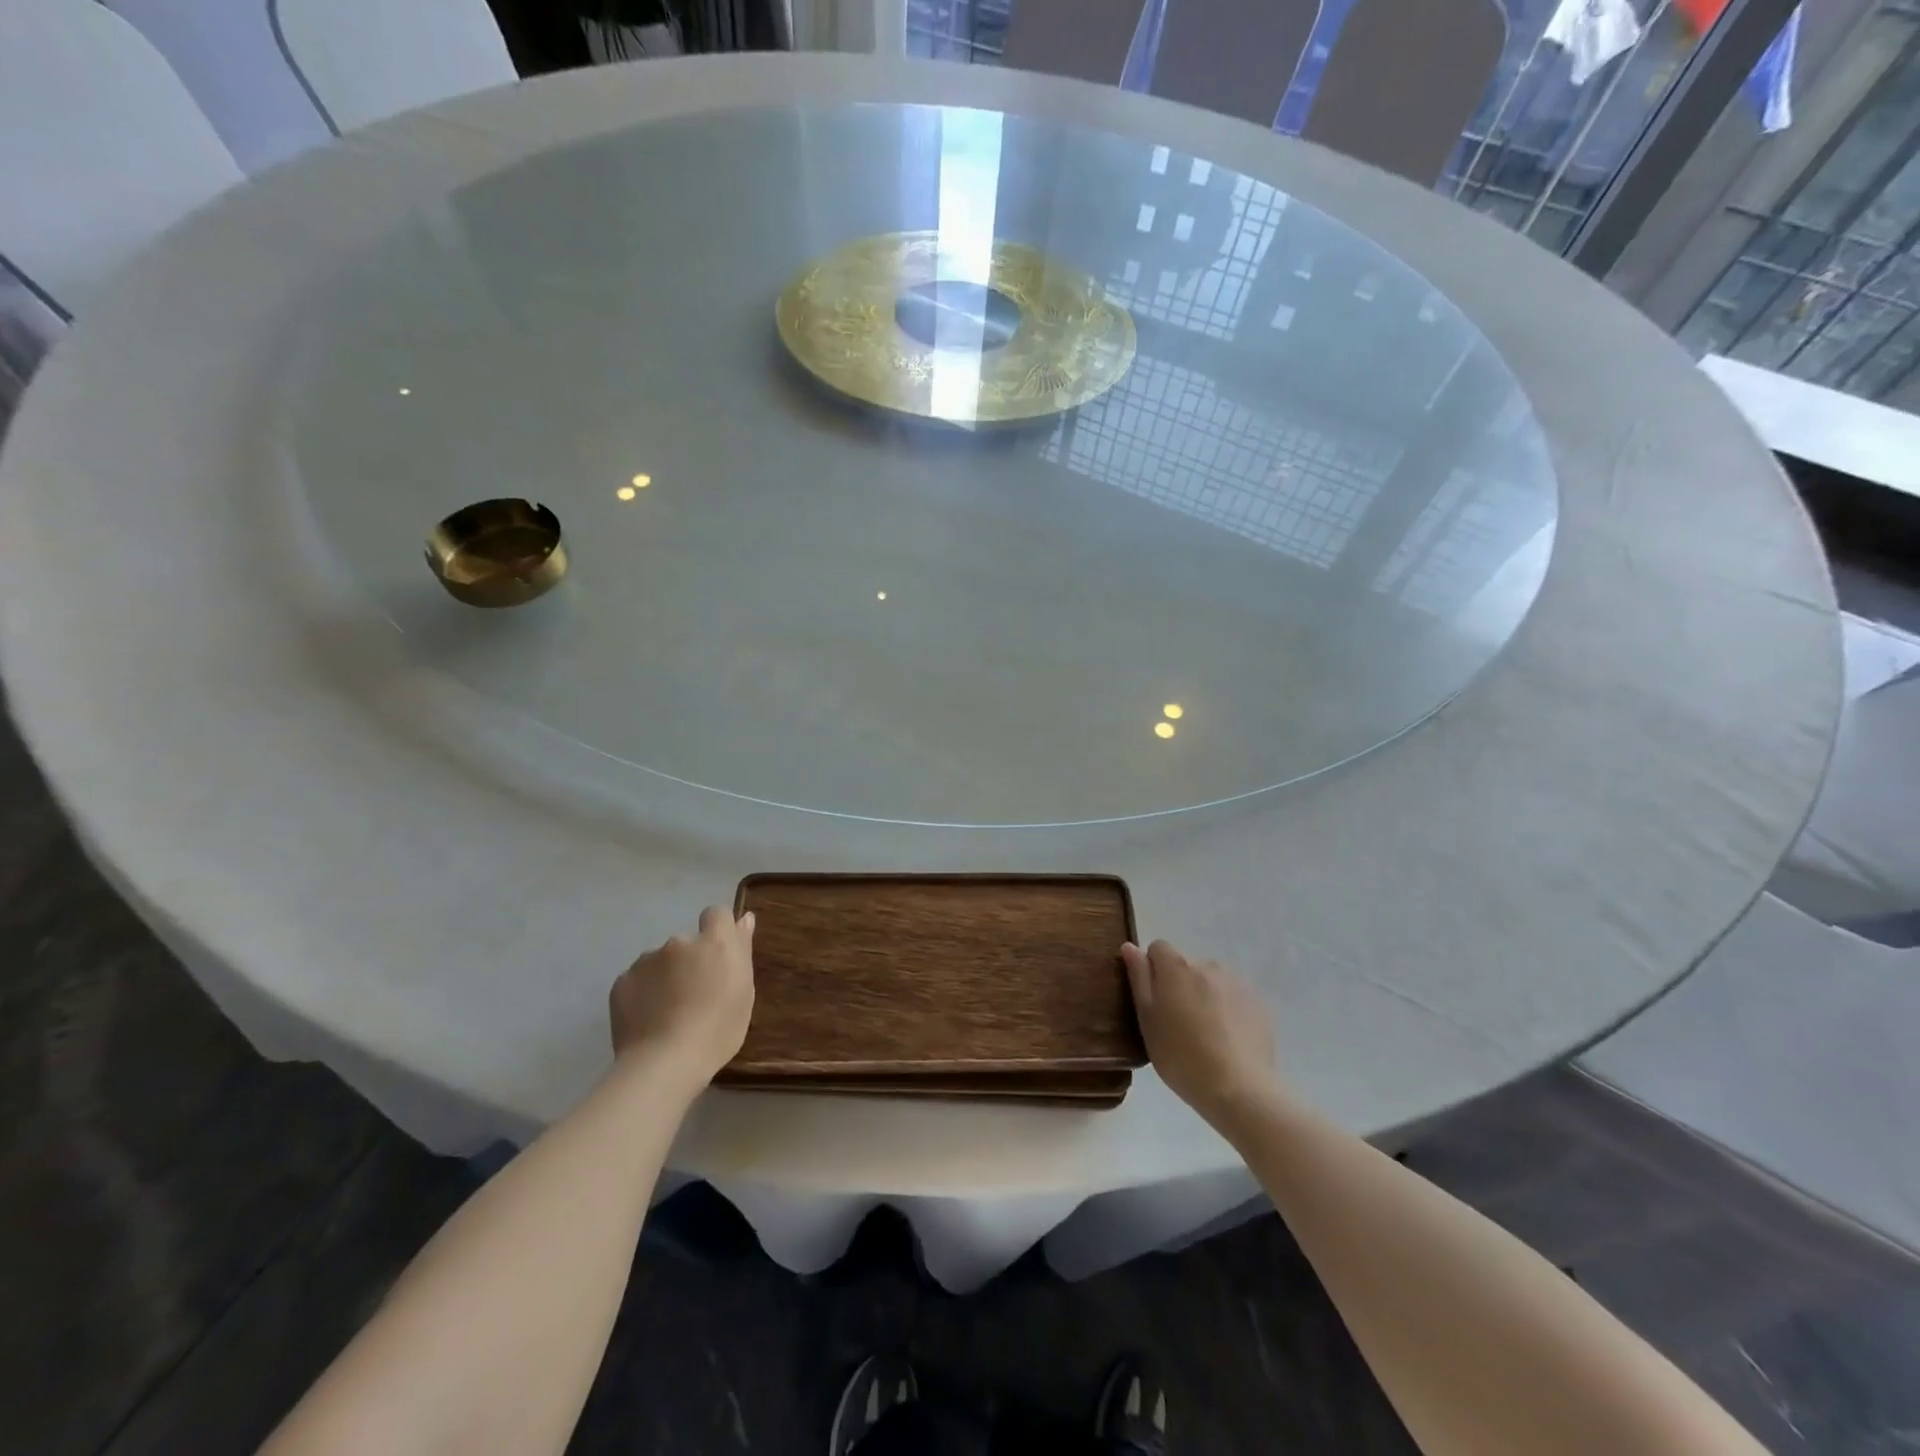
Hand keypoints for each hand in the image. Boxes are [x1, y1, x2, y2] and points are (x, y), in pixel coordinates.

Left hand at [609, 906, 755, 1084]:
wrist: (664, 1063)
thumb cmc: (718, 1030)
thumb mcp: (744, 992)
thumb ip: (742, 950)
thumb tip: (744, 918)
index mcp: (714, 943)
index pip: (716, 914)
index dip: (717, 931)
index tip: (718, 959)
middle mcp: (679, 942)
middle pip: (686, 943)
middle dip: (689, 962)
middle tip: (694, 997)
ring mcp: (646, 960)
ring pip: (660, 963)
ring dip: (665, 978)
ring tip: (667, 1014)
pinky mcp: (621, 982)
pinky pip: (637, 982)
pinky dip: (643, 994)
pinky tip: (647, 1020)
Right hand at [1122, 940, 1278, 1121]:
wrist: (1239, 1089)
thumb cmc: (1181, 1056)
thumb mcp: (1147, 1020)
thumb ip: (1139, 978)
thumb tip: (1130, 947)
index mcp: (1177, 967)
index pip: (1158, 948)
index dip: (1152, 970)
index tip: (1154, 1000)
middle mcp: (1208, 965)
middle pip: (1186, 965)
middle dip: (1179, 984)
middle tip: (1177, 1023)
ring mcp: (1237, 983)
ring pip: (1211, 981)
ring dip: (1204, 995)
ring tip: (1205, 1033)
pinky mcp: (1258, 1003)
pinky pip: (1234, 997)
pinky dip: (1228, 1009)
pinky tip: (1227, 1040)